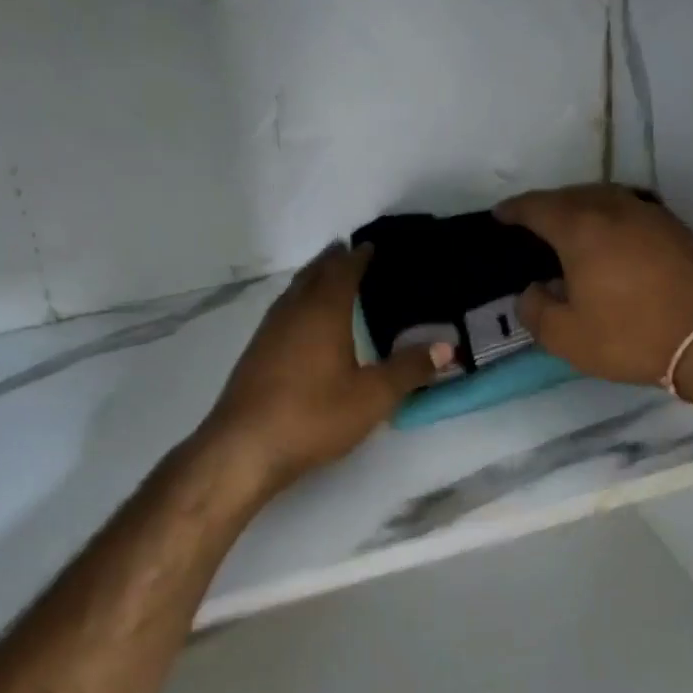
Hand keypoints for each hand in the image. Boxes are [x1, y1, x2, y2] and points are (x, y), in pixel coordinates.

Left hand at [203, 244, 449, 493]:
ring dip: (312, 280)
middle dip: (332, 261)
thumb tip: (447, 346)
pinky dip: (298, 303)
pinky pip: (282, 312)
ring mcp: (269, 332)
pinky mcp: (256, 353)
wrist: (244, 447)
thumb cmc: (314, 415)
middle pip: (313, 275)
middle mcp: (293, 312)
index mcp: (323, 312)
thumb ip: (409, 369)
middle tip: (349, 251)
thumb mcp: (372, 396)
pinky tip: (302, 323)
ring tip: (327, 278)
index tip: (371, 245)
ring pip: (293, 292)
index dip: (358, 257)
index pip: (343, 271)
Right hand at [496, 184, 692, 387]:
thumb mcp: (566, 336)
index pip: (537, 207)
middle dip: (546, 204)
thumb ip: (535, 309)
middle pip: (571, 195)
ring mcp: (649, 215)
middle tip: (531, 221)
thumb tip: (534, 290)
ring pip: (604, 197)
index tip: (500, 215)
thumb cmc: (629, 335)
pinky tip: (610, 237)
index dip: (514, 210)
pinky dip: (609, 216)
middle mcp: (614, 210)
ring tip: (569, 225)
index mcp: (580, 229)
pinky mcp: (675, 228)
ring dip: (580, 206)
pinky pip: (630, 209)